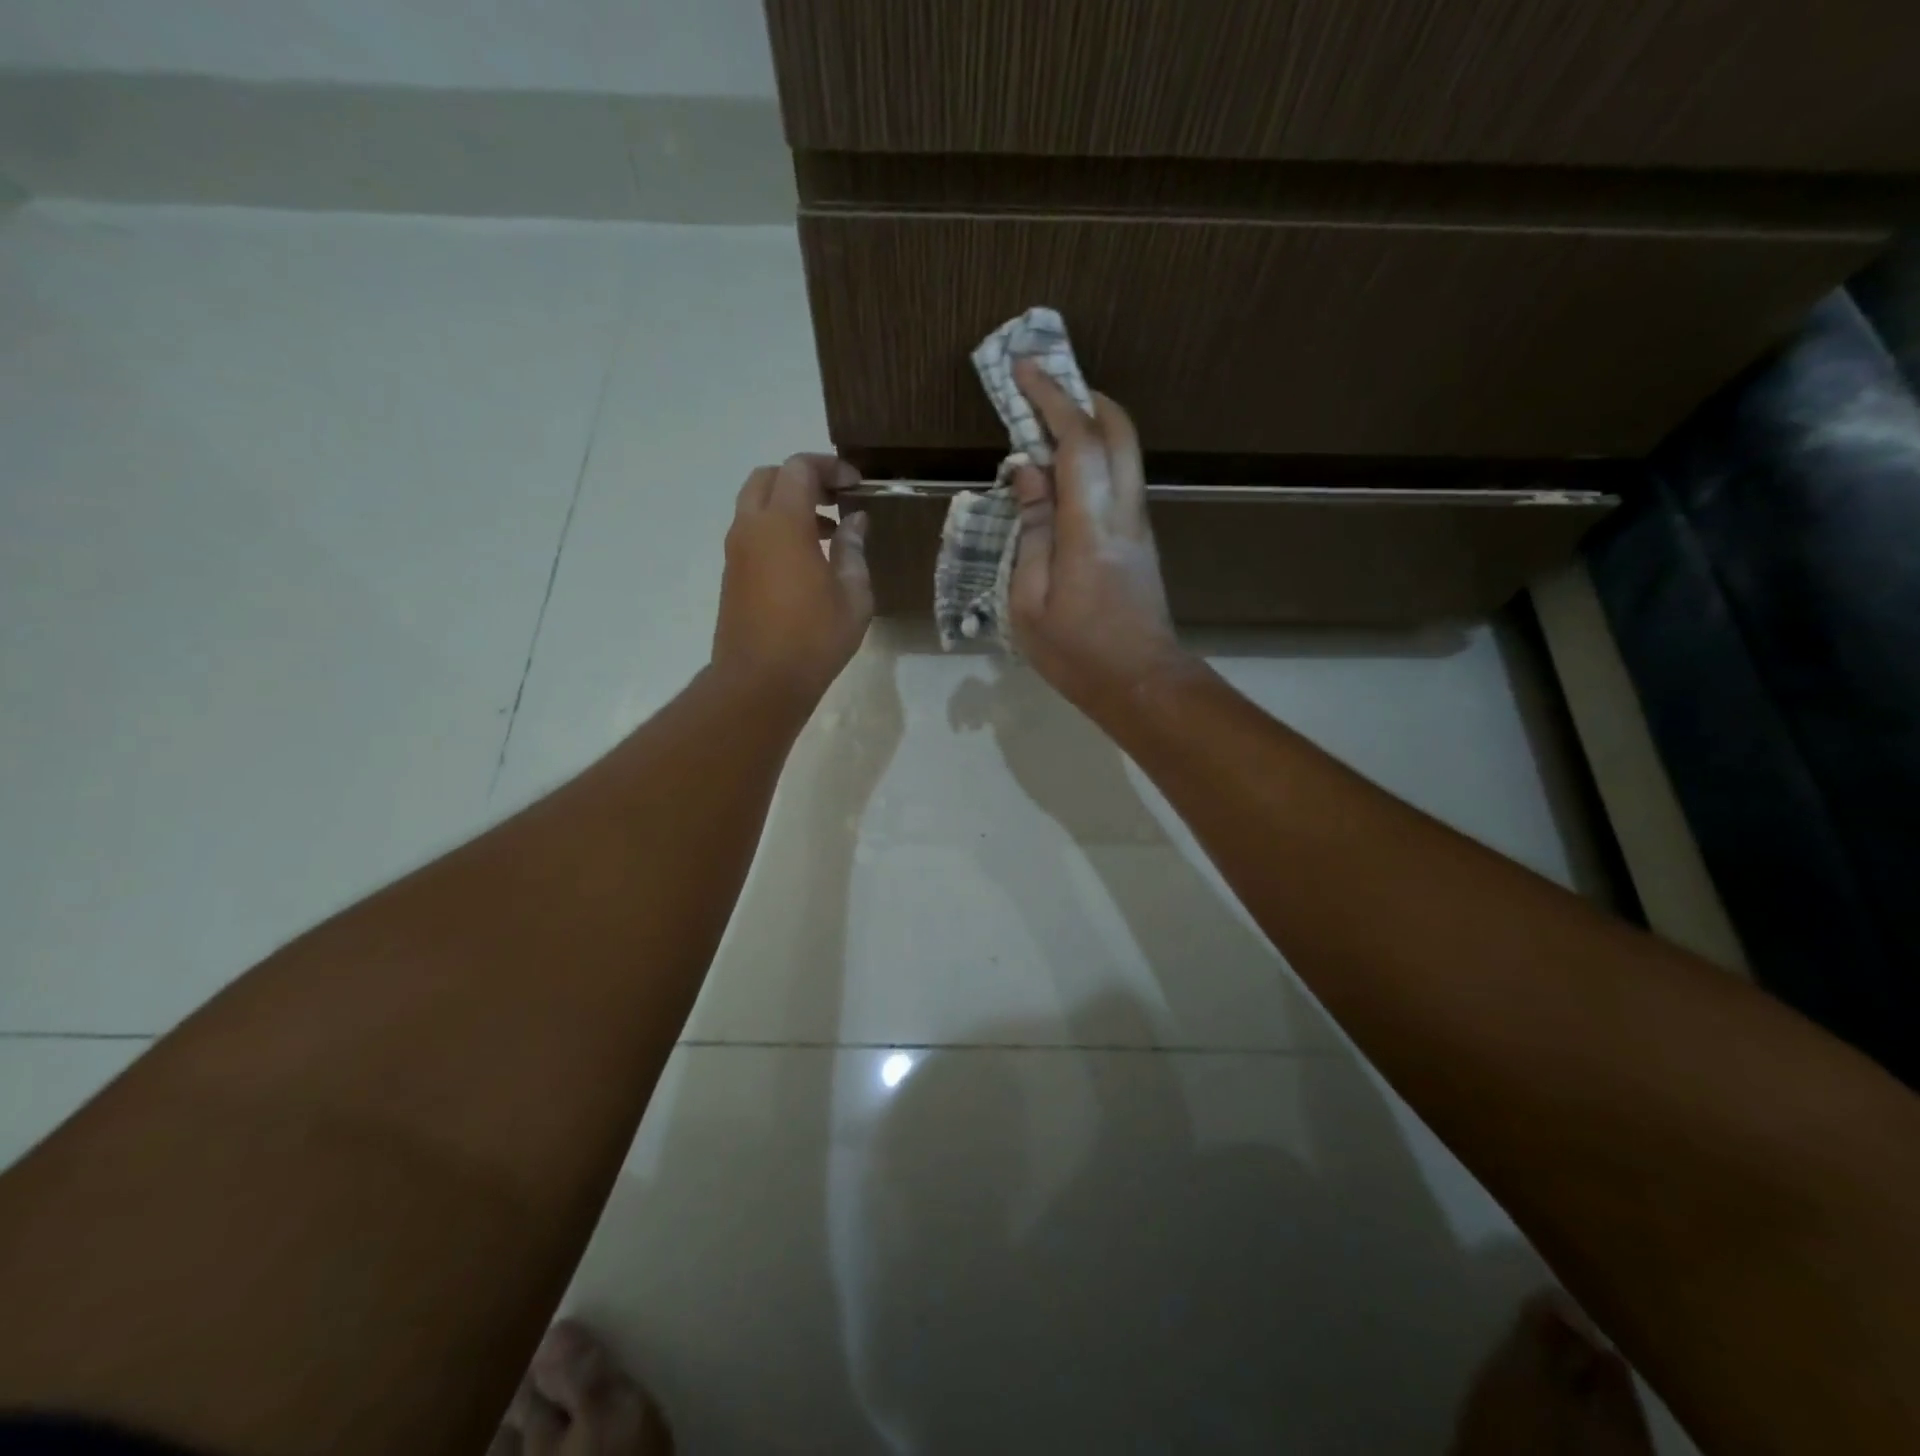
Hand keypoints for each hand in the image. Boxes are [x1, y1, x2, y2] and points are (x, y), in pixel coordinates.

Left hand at [713, 453, 871, 706]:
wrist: (759, 682)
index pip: (799, 469)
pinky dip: (777, 530)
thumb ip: (853, 550)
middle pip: (769, 478)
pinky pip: (752, 533)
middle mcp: (751, 528)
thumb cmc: (814, 638)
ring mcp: (736, 552)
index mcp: (783, 524)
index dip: (830, 468)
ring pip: (756, 505)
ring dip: (789, 506)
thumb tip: (854, 522)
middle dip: (803, 480)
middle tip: (836, 500)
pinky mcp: (732, 575)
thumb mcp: (853, 595)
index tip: (856, 485)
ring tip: (828, 533)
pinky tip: (806, 561)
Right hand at [1008, 360, 1187, 710]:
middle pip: (1118, 432)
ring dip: (1090, 425)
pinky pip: (1119, 479)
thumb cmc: (1077, 653)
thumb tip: (1028, 475)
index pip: (1078, 442)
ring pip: (1125, 453)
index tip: (1024, 369)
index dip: (1052, 399)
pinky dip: (1094, 457)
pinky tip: (1063, 472)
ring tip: (1047, 422)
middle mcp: (1124, 513)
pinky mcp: (1141, 540)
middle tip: (1046, 385)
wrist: (1141, 683)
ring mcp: (1139, 525)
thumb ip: (1030, 532)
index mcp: (1090, 528)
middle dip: (1084, 397)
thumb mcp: (1030, 602)